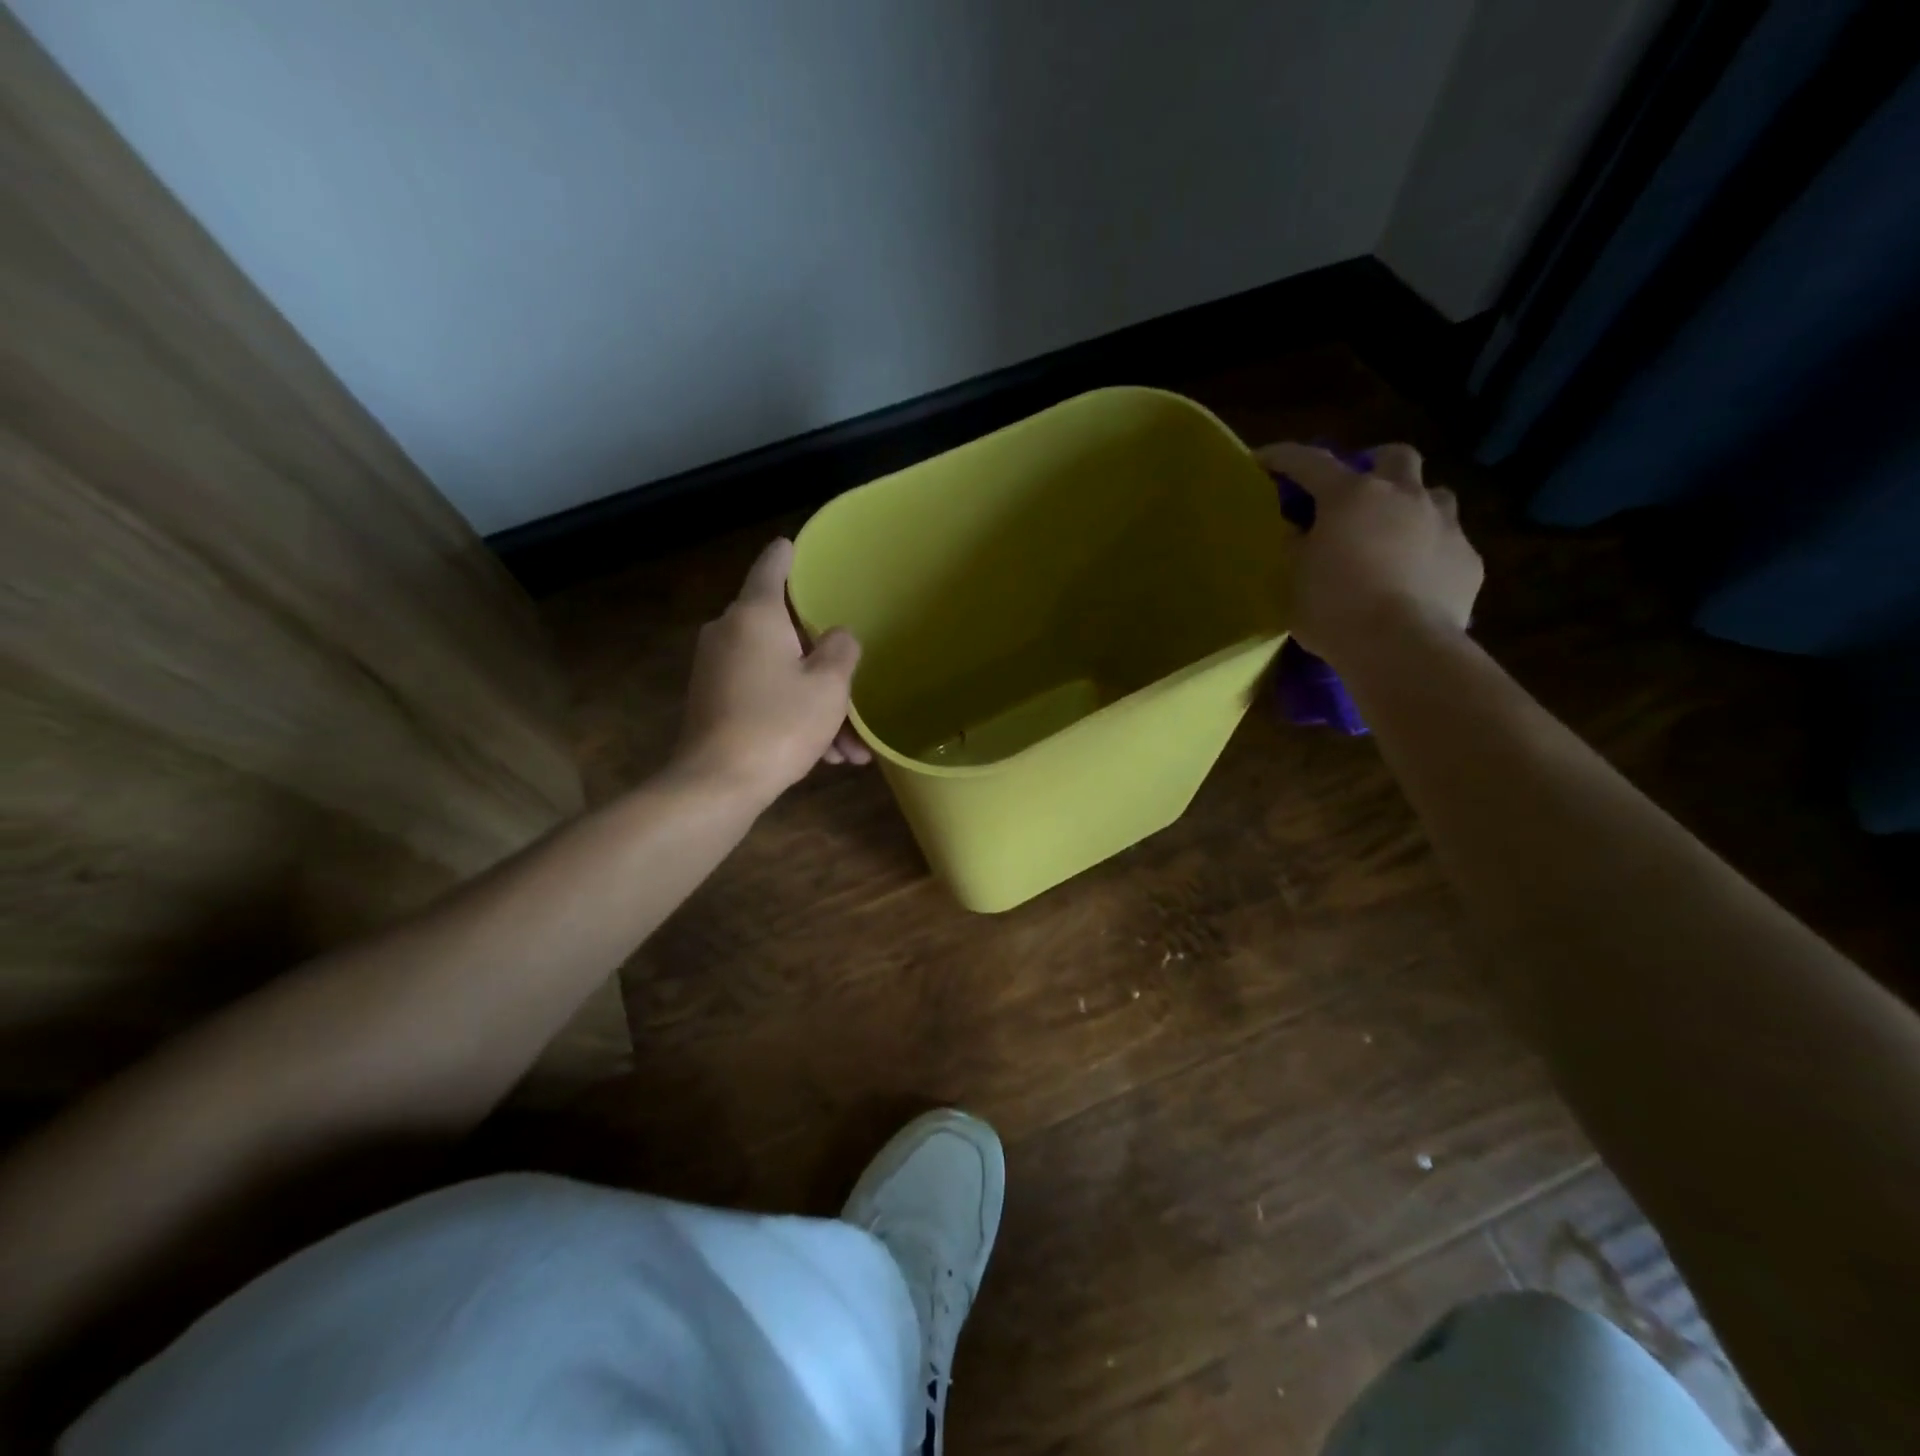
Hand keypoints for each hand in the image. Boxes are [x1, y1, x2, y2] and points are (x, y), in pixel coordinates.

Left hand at [673, 538, 870, 799]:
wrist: (717, 784)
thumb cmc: (779, 724)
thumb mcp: (829, 686)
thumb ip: (841, 650)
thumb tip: (836, 637)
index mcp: (755, 615)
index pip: (772, 567)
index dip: (788, 555)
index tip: (795, 546)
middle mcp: (729, 633)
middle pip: (785, 632)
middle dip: (825, 664)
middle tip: (854, 690)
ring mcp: (717, 668)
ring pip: (780, 672)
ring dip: (816, 703)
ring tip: (849, 748)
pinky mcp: (713, 700)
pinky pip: (763, 695)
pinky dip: (792, 715)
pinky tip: (825, 756)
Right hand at [1255, 442, 1482, 667]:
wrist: (1400, 648)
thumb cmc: (1333, 608)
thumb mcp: (1293, 578)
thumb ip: (1295, 546)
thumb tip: (1297, 532)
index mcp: (1351, 496)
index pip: (1309, 462)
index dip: (1282, 457)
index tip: (1262, 460)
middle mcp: (1403, 496)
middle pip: (1395, 456)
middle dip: (1374, 464)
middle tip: (1356, 491)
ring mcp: (1444, 525)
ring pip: (1433, 495)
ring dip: (1412, 505)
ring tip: (1393, 535)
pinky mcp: (1468, 559)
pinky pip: (1448, 543)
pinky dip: (1428, 552)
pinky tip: (1414, 579)